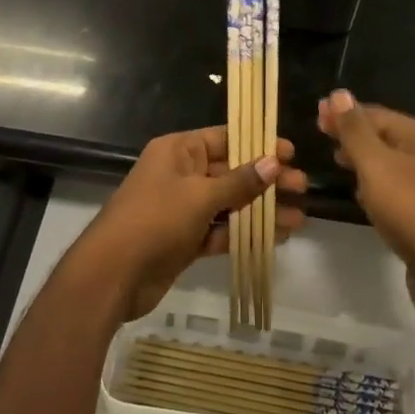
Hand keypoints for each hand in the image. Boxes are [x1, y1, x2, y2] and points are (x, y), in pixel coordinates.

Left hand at [72, 126, 307, 320]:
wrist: (112, 275)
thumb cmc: (155, 220)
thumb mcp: (200, 196)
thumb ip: (239, 181)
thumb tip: (273, 162)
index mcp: (179, 151)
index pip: (225, 138)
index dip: (258, 144)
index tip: (290, 153)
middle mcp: (181, 174)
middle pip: (231, 171)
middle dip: (266, 181)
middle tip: (302, 189)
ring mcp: (182, 208)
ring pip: (229, 203)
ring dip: (261, 211)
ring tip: (298, 219)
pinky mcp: (185, 239)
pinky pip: (220, 230)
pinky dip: (244, 233)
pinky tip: (275, 238)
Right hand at [317, 90, 414, 328]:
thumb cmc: (410, 209)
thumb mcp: (376, 164)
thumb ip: (355, 130)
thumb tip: (339, 93)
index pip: (376, 114)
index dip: (345, 112)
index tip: (315, 116)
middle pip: (384, 135)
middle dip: (352, 134)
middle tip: (320, 136)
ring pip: (388, 163)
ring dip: (361, 159)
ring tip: (334, 162)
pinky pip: (394, 188)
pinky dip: (374, 185)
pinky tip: (359, 195)